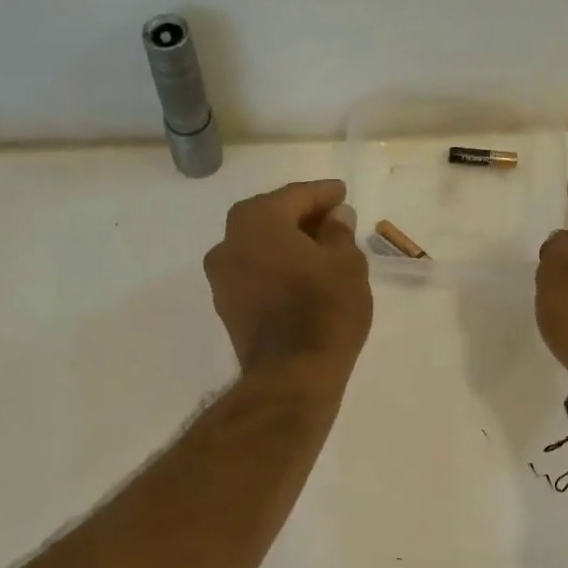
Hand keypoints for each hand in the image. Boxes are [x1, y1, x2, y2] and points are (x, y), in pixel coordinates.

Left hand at [205, 179, 371, 387]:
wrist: (292, 374)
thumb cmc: (324, 309)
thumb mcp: (346, 264)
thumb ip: (339, 232)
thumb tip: (335, 217)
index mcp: (256, 220)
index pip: (295, 196)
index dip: (323, 194)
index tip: (342, 193)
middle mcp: (228, 242)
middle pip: (271, 218)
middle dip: (302, 217)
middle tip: (333, 220)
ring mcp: (222, 278)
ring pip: (259, 247)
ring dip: (287, 244)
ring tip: (320, 250)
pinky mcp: (226, 307)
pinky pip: (255, 273)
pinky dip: (276, 268)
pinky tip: (301, 276)